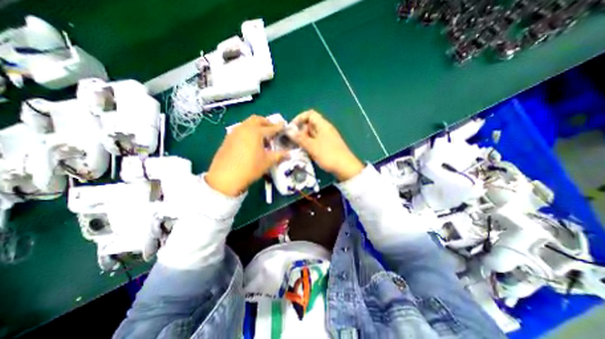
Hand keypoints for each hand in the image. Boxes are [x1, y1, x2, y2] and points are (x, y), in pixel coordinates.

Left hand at [207, 115, 285, 194]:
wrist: (225, 177)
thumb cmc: (250, 168)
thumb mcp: (267, 162)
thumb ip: (279, 155)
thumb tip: (289, 154)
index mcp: (256, 131)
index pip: (271, 128)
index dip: (279, 127)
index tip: (284, 125)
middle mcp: (244, 128)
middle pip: (257, 120)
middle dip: (266, 122)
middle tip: (272, 128)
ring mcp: (234, 132)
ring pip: (247, 124)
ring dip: (256, 126)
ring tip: (262, 136)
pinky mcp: (227, 139)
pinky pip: (240, 130)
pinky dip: (248, 131)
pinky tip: (250, 142)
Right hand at [291, 110, 360, 180]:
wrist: (345, 168)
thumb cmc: (328, 155)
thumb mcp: (312, 146)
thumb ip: (300, 138)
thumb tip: (289, 131)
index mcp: (323, 125)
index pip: (310, 114)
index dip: (299, 118)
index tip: (292, 128)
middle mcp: (325, 129)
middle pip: (310, 124)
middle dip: (301, 131)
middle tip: (293, 141)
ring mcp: (327, 138)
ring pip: (313, 134)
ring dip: (304, 139)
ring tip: (298, 147)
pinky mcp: (328, 146)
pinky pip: (316, 142)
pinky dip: (310, 145)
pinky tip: (306, 152)